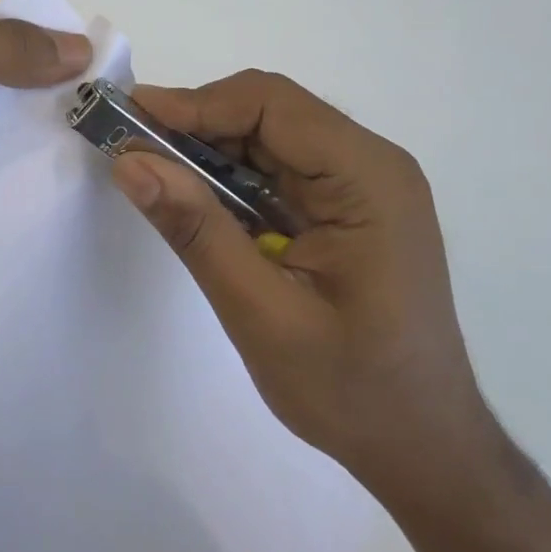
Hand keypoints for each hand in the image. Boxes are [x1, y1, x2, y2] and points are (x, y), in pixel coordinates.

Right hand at [110, 71, 496, 510]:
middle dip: (195, 123)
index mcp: (368, 179)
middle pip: (269, 112)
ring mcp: (360, 183)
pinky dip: (227, 177)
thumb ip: (196, 230)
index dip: (195, 103)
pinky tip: (193, 196)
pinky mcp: (344, 205)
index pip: (271, 105)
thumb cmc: (352, 390)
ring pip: (267, 135)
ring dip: (206, 148)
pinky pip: (275, 168)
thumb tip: (128, 160)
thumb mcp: (261, 313)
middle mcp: (370, 164)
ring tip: (149, 167)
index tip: (129, 117)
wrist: (422, 448)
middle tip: (129, 145)